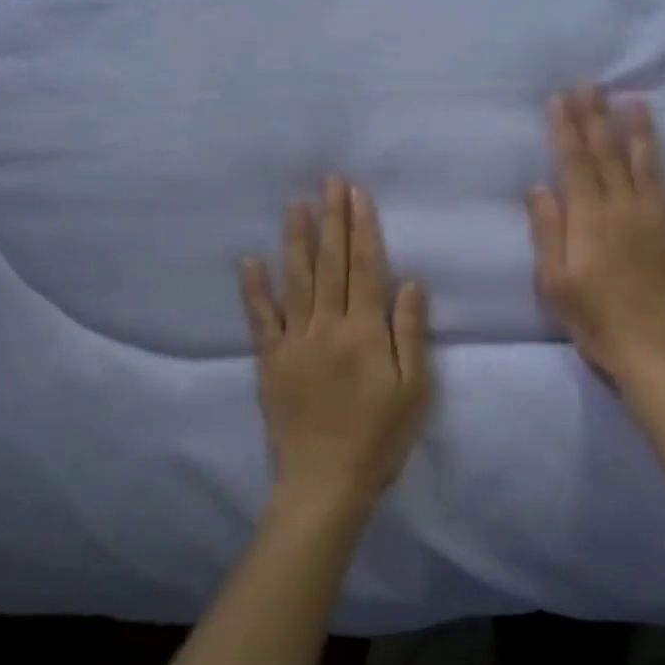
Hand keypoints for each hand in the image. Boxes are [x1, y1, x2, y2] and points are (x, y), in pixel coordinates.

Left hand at [240, 177, 432, 520]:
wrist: (324, 484)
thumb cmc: (379, 438)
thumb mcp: (414, 390)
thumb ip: (411, 334)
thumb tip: (410, 282)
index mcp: (366, 332)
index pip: (366, 267)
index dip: (362, 228)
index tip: (356, 193)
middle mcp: (328, 326)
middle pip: (331, 263)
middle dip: (332, 219)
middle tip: (329, 181)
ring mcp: (294, 341)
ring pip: (296, 279)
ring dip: (296, 239)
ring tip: (295, 203)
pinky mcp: (270, 361)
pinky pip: (260, 318)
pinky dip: (254, 288)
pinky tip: (250, 259)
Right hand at [528, 86, 664, 380]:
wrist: (654, 350)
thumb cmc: (595, 320)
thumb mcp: (554, 281)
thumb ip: (547, 231)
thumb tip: (539, 187)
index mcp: (590, 218)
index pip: (575, 162)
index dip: (567, 128)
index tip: (561, 98)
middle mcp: (625, 208)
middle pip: (609, 154)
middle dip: (599, 117)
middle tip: (594, 84)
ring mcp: (660, 220)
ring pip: (648, 166)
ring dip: (642, 133)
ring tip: (637, 101)